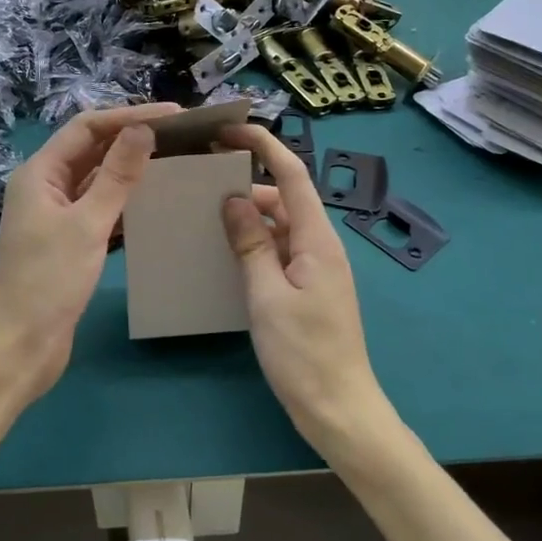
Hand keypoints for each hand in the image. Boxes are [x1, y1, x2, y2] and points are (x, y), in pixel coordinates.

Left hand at [0, 102, 179, 407]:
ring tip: (173, 161)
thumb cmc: (49, 282)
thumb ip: (117, 176)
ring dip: (130, 169)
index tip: (173, 114)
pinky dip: (124, 201)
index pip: (87, 127)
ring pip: (96, 179)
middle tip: (179, 136)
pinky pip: (99, 207)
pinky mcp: (67, 240)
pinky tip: (154, 202)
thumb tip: (143, 130)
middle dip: (132, 139)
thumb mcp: (87, 224)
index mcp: (40, 173)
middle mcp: (45, 186)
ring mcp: (55, 214)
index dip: (129, 116)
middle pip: (91, 149)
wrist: (21, 347)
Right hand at [220, 124, 395, 461]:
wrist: (339, 409)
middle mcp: (320, 245)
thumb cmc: (303, 353)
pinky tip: (226, 253)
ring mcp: (316, 267)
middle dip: (247, 184)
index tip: (228, 130)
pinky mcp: (309, 288)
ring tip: (205, 216)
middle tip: (202, 181)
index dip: (263, 145)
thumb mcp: (267, 296)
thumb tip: (233, 199)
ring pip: (280, 226)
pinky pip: (279, 251)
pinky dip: (255, 244)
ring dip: (248, 217)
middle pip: (283, 198)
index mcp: (317, 239)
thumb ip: (250, 244)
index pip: (291, 174)